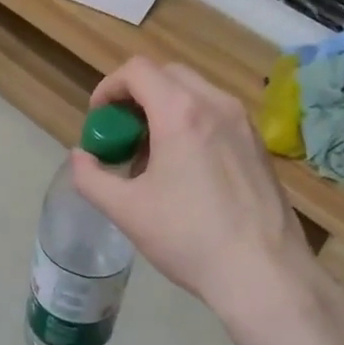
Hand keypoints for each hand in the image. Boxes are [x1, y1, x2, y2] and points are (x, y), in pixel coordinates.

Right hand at [69, 58, 319, 326]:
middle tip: (122, 133)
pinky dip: (192, 123)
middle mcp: (216, 105)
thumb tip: (80, 157)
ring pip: (196, 93)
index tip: (98, 119)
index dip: (109, 87)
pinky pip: (218, 115)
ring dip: (165, 108)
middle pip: (168, 74)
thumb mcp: (126, 211)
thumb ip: (91, 177)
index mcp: (180, 113)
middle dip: (137, 95)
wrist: (263, 273)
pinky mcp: (259, 144)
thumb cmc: (188, 238)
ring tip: (152, 154)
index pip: (137, 70)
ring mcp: (244, 123)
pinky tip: (186, 170)